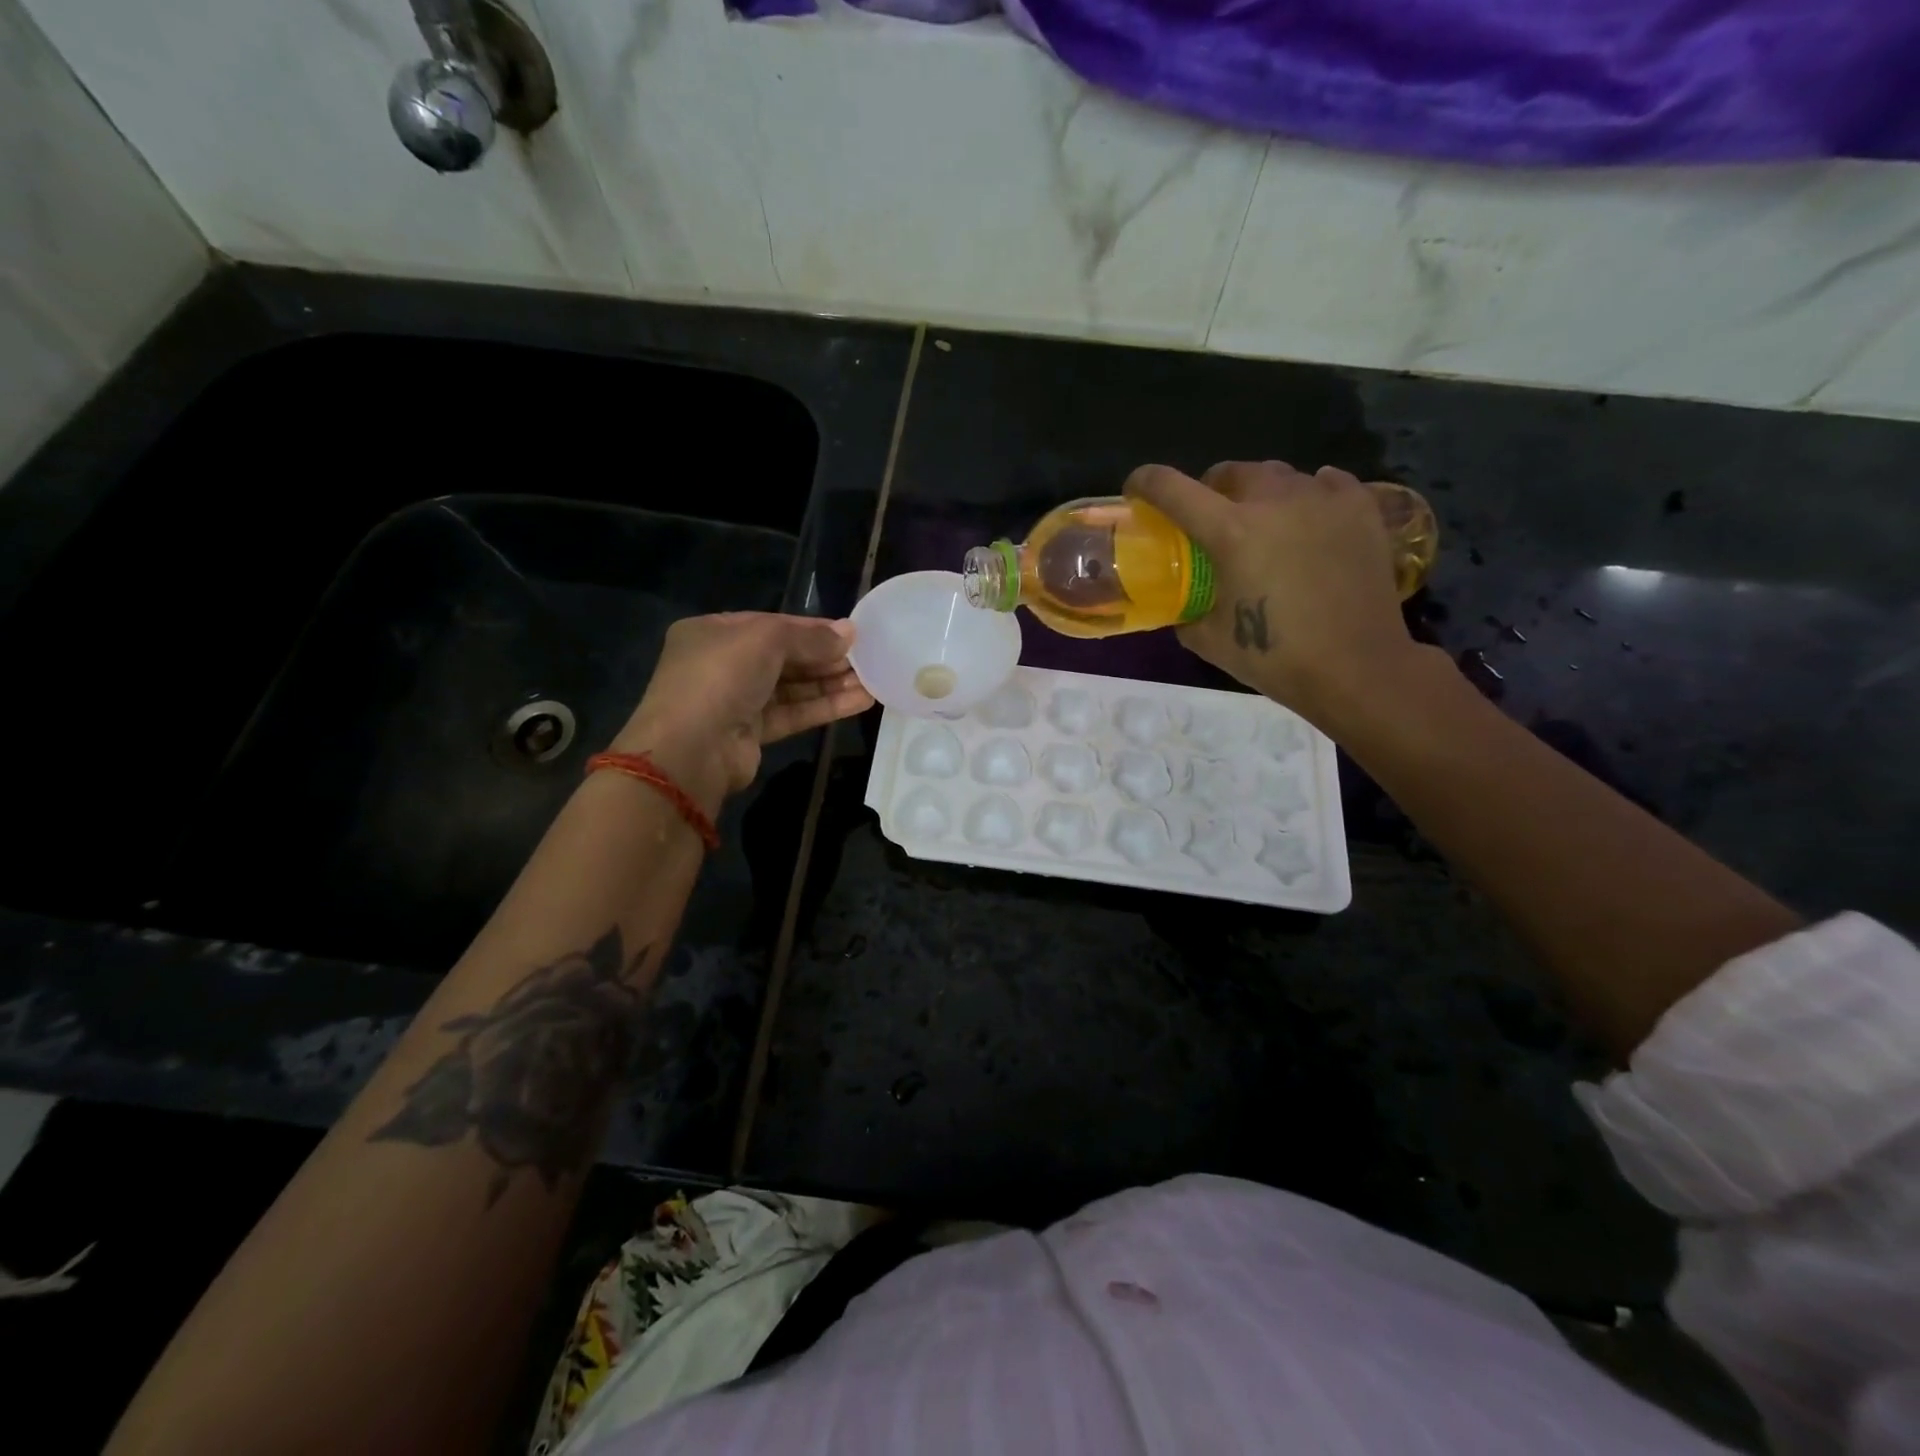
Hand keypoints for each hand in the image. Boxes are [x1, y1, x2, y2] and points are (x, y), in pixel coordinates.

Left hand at [612, 613, 873, 812]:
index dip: (812, 628)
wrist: (691, 749)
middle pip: (785, 656)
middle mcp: (723, 664)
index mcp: (714, 632)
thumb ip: (810, 636)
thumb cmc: (721, 677)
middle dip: (826, 657)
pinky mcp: (752, 733)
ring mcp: (737, 701)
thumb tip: (849, 633)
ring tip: (874, 679)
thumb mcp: (766, 640)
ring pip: (792, 687)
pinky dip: (825, 706)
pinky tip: (861, 701)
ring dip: (832, 683)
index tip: (851, 633)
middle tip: (869, 656)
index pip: (772, 625)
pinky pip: (794, 713)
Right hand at [1125, 461, 1421, 723]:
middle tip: (1211, 518)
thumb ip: (1186, 612)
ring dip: (1260, 493)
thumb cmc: (1275, 657)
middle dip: (1211, 489)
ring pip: (1279, 475)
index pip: (1172, 488)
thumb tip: (1182, 606)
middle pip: (1230, 471)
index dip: (1145, 483)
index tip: (1137, 490)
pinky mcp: (1360, 508)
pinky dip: (1309, 494)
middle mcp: (1274, 502)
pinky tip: (1309, 516)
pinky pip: (1327, 483)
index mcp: (1230, 532)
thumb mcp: (1209, 640)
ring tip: (1264, 522)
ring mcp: (1322, 499)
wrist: (1356, 667)